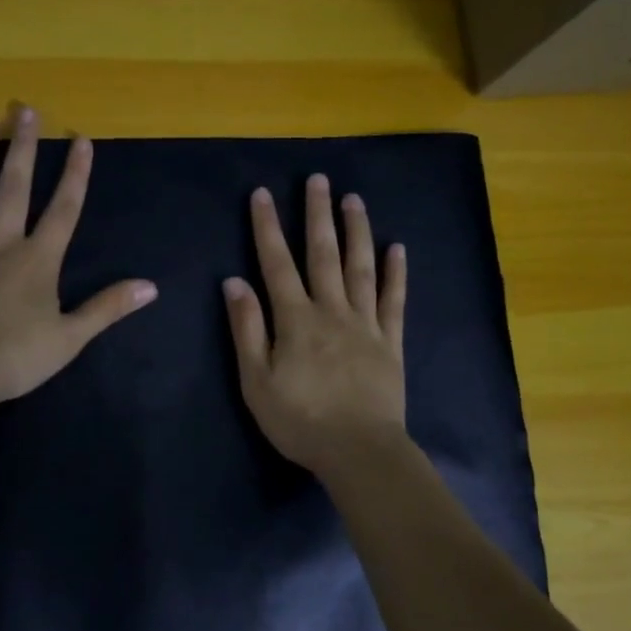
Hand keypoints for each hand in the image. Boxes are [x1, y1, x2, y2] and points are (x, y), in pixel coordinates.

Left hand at [0, 105, 157, 408]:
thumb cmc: (16, 358)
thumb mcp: (71, 338)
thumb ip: (108, 307)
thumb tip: (150, 287)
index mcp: (37, 261)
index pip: (63, 210)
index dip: (75, 174)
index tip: (81, 139)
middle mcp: (1, 244)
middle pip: (14, 188)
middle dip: (22, 148)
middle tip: (24, 109)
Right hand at [223, 174, 407, 474]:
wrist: (359, 451)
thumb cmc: (300, 420)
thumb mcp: (256, 381)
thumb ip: (247, 329)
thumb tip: (234, 282)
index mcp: (295, 320)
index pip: (277, 264)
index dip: (267, 228)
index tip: (262, 194)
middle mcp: (332, 311)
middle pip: (323, 255)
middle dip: (317, 215)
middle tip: (318, 179)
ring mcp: (366, 324)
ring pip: (361, 268)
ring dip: (357, 232)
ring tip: (354, 200)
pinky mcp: (391, 343)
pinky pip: (394, 301)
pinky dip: (395, 273)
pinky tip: (397, 249)